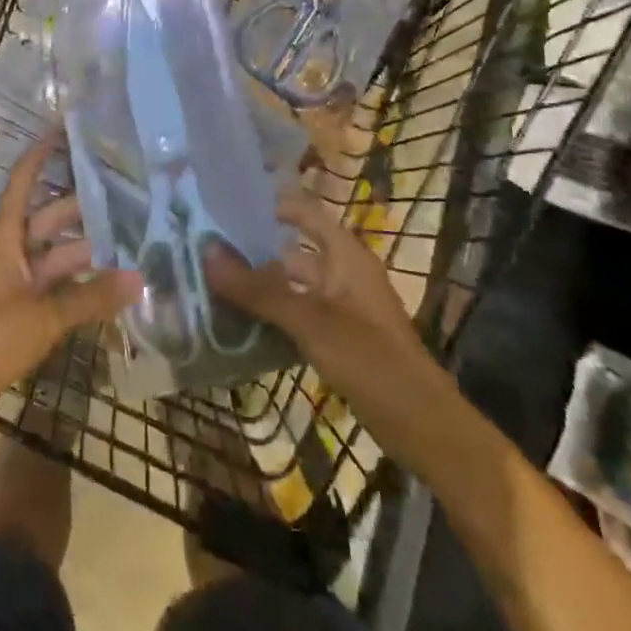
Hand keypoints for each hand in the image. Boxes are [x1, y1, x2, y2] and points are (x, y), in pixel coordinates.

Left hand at [0, 136, 140, 445]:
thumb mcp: (41, 318)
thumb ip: (91, 299)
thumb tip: (140, 278)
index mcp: (5, 238)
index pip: (24, 182)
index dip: (42, 154)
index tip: (67, 129)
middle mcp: (9, 252)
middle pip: (48, 219)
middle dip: (83, 207)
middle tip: (127, 194)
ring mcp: (12, 284)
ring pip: (54, 256)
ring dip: (86, 250)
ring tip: (131, 240)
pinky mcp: (16, 313)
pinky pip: (53, 287)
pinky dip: (78, 285)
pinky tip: (109, 286)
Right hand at [206, 189, 435, 417]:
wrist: (422, 426)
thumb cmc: (370, 359)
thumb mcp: (309, 322)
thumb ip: (258, 290)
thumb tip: (207, 252)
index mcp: (345, 256)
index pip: (306, 213)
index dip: (273, 205)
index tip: (229, 205)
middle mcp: (344, 274)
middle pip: (295, 252)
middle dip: (256, 251)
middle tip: (208, 249)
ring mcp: (343, 309)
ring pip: (295, 287)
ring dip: (262, 287)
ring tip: (215, 285)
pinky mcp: (340, 340)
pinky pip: (300, 316)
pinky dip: (274, 316)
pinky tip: (242, 325)